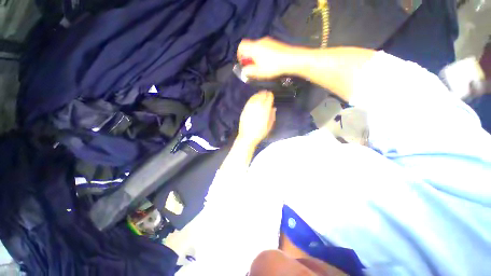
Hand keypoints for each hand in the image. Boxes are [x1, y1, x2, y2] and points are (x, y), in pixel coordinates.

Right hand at [237, 37, 299, 78]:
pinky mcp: (275, 43)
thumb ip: (249, 71)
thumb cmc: (272, 66)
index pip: (241, 46)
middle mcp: (260, 41)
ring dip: (256, 56)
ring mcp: (269, 41)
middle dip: (249, 57)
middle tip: (253, 67)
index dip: (239, 55)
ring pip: (258, 48)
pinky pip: (265, 48)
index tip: (243, 63)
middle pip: (250, 47)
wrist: (291, 59)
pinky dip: (263, 55)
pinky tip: (269, 62)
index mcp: (254, 47)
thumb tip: (245, 71)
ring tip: (262, 66)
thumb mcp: (259, 72)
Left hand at [237, 91, 275, 145]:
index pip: (268, 99)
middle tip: (267, 93)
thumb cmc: (260, 133)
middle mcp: (258, 107)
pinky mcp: (245, 109)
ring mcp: (250, 107)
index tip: (271, 95)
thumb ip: (272, 115)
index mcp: (265, 110)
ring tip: (261, 93)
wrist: (247, 137)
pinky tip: (254, 97)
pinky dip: (252, 97)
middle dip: (265, 94)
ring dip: (259, 94)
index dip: (270, 96)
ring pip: (255, 97)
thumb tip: (273, 108)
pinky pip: (249, 101)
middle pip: (262, 96)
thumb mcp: (269, 125)